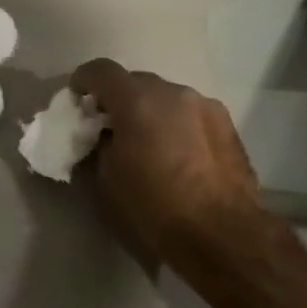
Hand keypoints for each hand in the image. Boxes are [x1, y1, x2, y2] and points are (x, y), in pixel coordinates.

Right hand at [70, 59, 259, 260]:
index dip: (83, 81)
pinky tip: (179, 155)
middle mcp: (173, 92)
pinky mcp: (228, 125)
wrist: (223, 236)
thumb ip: (101, 144)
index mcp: (137, 100)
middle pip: (136, 82)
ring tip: (149, 144)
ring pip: (167, 98)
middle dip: (119, 99)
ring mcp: (205, 106)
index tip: (77, 100)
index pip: (101, 71)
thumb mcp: (107, 179)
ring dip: (152, 112)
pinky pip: (191, 115)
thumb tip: (108, 136)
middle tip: (112, 128)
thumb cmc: (154, 208)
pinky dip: (177, 125)